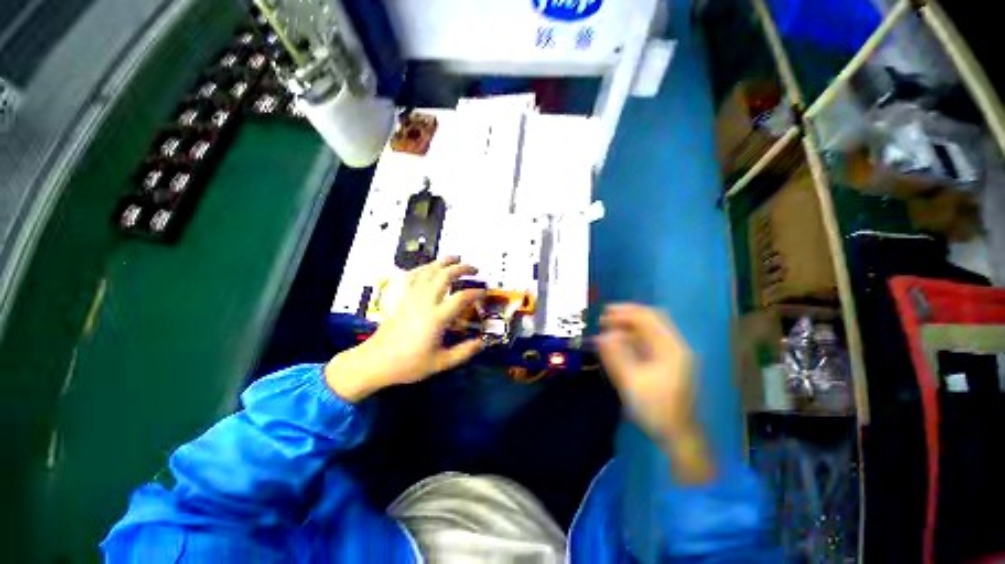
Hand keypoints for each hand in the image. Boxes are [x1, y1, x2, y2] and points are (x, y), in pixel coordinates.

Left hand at [325, 257, 484, 401]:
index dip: (475, 292)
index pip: (460, 298)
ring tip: (455, 258)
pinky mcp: (403, 298)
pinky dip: (424, 268)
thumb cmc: (409, 364)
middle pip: (444, 276)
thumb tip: (481, 343)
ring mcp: (412, 298)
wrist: (376, 362)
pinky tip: (430, 266)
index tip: (484, 292)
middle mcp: (425, 303)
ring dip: (444, 262)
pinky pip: (414, 277)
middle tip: (473, 269)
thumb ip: (463, 352)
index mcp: (436, 318)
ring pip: (428, 272)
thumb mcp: (440, 363)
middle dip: (461, 268)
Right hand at [597, 303, 714, 483]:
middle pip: (651, 320)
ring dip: (628, 327)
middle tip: (604, 318)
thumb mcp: (631, 382)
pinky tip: (618, 342)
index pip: (648, 318)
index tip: (605, 312)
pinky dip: (632, 338)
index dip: (626, 312)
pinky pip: (648, 342)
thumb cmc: (656, 409)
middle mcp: (674, 347)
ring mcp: (673, 355)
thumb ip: (615, 356)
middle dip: (626, 316)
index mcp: (670, 349)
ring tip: (607, 329)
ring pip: (649, 331)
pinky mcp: (668, 363)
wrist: (678, 436)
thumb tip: (601, 336)